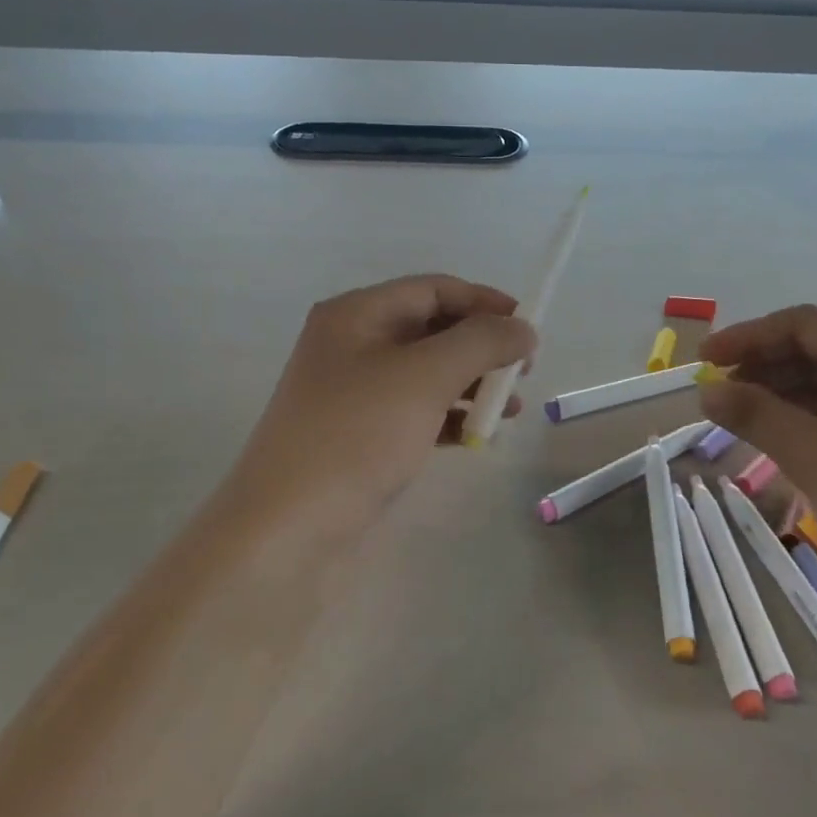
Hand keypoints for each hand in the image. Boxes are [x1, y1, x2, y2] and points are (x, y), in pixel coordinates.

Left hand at [226, 275, 535, 540]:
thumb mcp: (425, 376)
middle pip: (432, 330)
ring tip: (510, 410)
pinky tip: (479, 436)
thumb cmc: (358, 435)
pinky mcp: (361, 434)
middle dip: (482, 348)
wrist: (289, 526)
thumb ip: (482, 343)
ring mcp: (354, 392)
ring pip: (428, 373)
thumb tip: (524, 329)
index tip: (528, 327)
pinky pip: (416, 411)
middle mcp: (352, 344)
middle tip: (523, 372)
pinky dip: (450, 417)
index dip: (484, 302)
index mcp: (357, 314)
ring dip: (472, 385)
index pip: (433, 289)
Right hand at [697, 306, 816, 634]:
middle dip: (764, 367)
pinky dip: (814, 421)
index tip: (703, 362)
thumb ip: (758, 417)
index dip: (747, 337)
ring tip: (743, 420)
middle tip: (719, 395)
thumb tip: (707, 392)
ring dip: (786, 395)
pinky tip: (787, 442)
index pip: (804, 324)